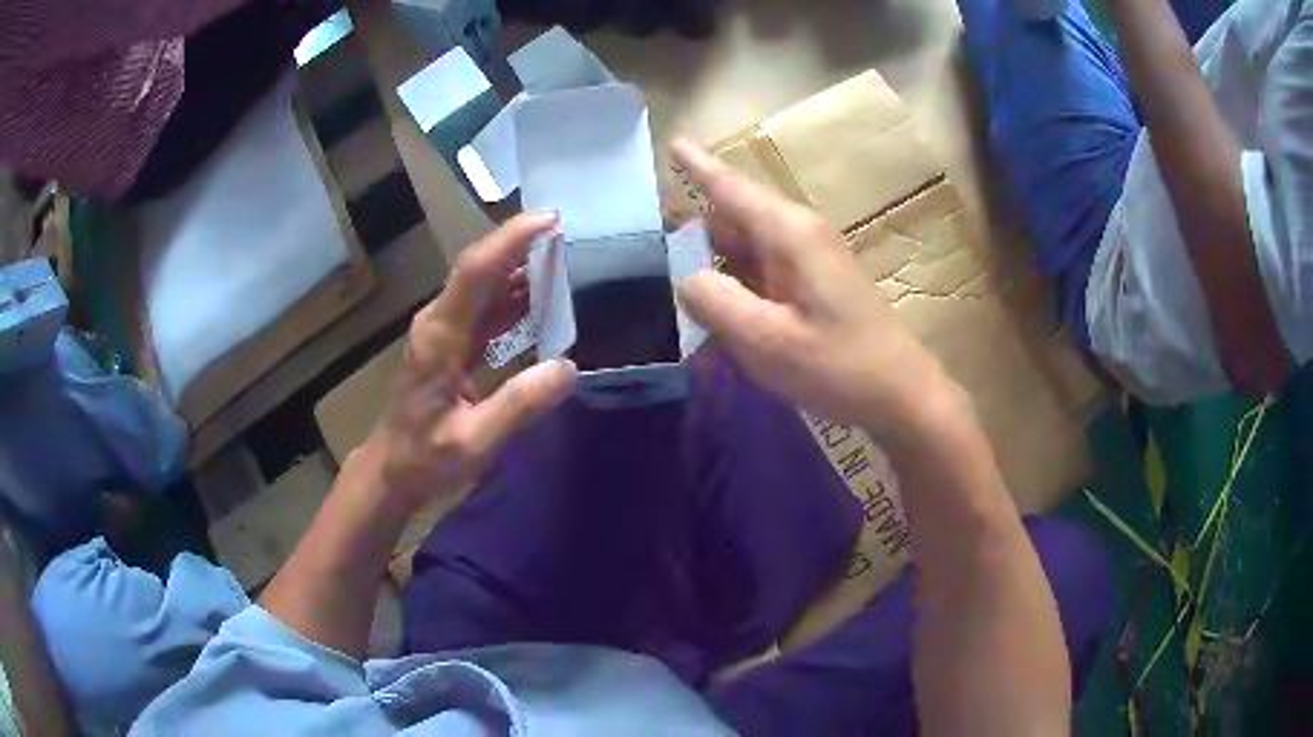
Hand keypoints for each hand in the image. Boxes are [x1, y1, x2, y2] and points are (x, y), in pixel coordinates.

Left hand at [365, 214, 576, 513]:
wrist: (391, 468)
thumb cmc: (425, 457)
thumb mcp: (474, 442)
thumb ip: (518, 405)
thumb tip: (568, 368)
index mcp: (440, 338)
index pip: (475, 273)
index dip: (510, 241)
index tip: (550, 221)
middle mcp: (440, 322)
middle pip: (481, 269)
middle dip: (523, 246)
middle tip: (571, 236)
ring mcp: (444, 330)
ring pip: (486, 286)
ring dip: (522, 270)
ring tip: (567, 263)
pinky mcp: (452, 343)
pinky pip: (487, 309)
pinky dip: (516, 299)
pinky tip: (544, 301)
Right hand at [671, 139, 940, 436]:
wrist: (899, 394)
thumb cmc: (837, 366)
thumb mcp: (766, 341)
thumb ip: (715, 301)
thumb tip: (686, 277)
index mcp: (788, 233)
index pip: (731, 188)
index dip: (697, 165)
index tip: (672, 140)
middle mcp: (798, 233)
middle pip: (733, 215)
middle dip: (694, 231)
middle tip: (655, 259)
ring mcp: (809, 257)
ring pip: (745, 245)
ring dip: (714, 264)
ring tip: (680, 293)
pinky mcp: (814, 281)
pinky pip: (761, 269)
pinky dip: (736, 285)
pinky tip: (720, 317)